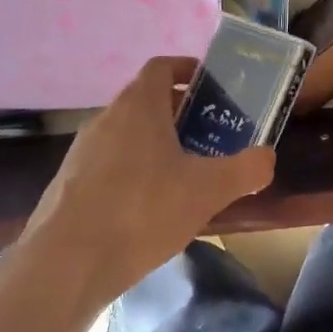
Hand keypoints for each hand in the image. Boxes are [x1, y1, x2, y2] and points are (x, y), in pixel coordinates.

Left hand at [22, 56, 275, 302]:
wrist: (65, 264)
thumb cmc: (141, 211)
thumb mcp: (208, 191)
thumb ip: (246, 169)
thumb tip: (267, 157)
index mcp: (139, 105)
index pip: (162, 66)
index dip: (188, 69)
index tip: (212, 86)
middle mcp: (107, 118)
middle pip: (147, 100)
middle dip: (181, 112)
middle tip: (211, 134)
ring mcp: (83, 151)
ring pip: (128, 134)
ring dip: (156, 143)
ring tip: (185, 173)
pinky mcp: (69, 183)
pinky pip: (109, 163)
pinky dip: (133, 171)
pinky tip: (149, 207)